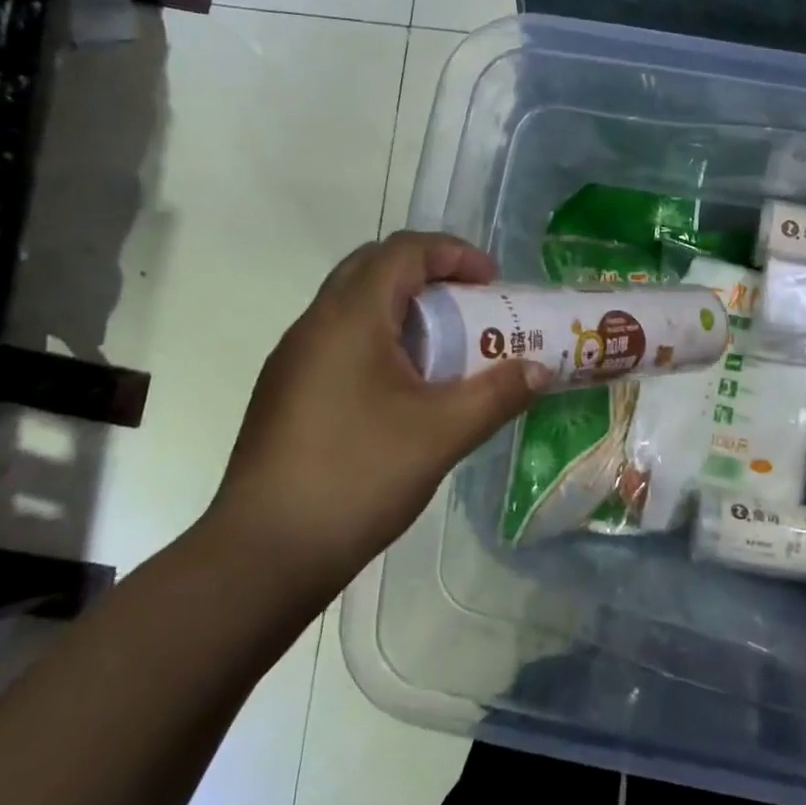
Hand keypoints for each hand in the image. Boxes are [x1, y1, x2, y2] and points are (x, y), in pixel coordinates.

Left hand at [208, 232, 546, 596]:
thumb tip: (541, 371)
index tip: (492, 282)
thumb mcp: (442, 434)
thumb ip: (497, 394)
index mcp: (350, 318)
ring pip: (354, 305)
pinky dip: (380, 339)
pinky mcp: (286, 391)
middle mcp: (315, 324)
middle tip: (471, 306)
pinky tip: (405, 390)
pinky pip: (340, 340)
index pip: (404, 251)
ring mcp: (294, 359)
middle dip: (429, 274)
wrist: (264, 553)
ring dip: (403, 309)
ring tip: (445, 348)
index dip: (454, 253)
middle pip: (375, 267)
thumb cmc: (358, 477)